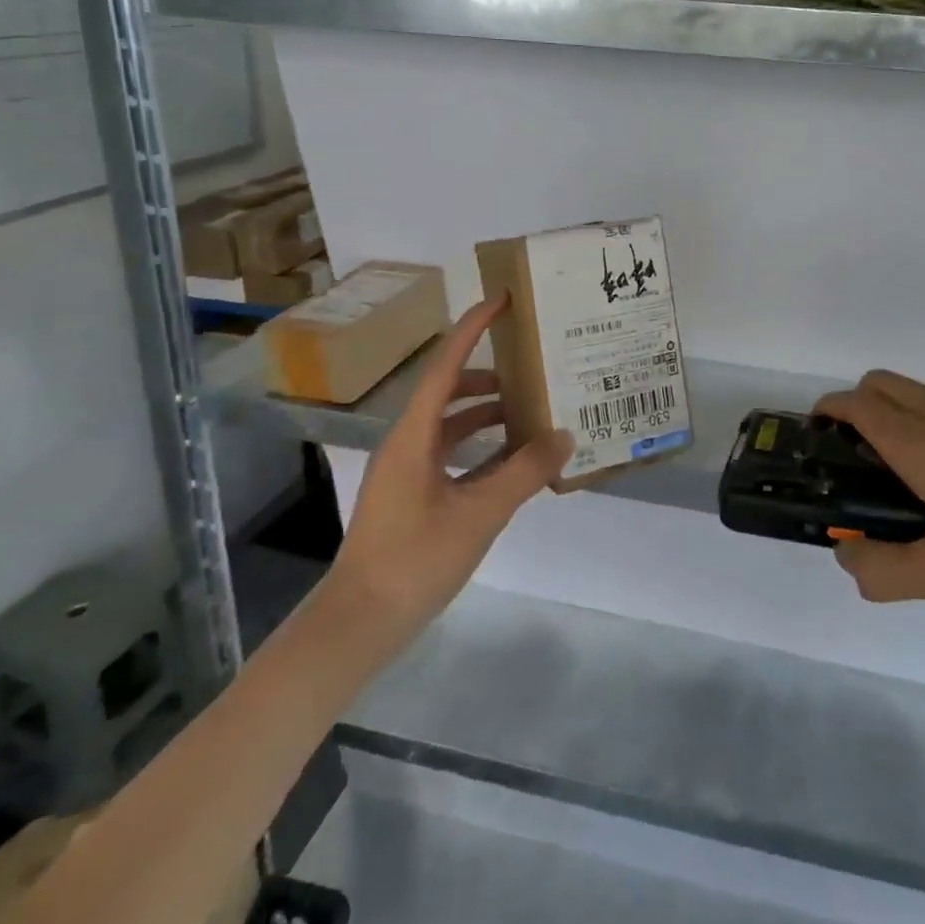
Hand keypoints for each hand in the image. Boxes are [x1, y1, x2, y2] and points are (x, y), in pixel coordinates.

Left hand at [323, 296, 572, 642]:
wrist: (360, 623)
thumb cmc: (414, 559)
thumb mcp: (479, 514)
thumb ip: (524, 472)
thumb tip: (564, 435)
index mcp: (413, 434)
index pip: (446, 364)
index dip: (473, 328)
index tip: (501, 300)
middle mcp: (407, 442)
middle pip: (450, 390)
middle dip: (490, 376)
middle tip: (533, 367)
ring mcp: (407, 470)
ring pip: (452, 424)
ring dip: (489, 414)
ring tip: (533, 412)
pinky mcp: (413, 494)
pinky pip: (452, 453)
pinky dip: (482, 447)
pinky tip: (514, 460)